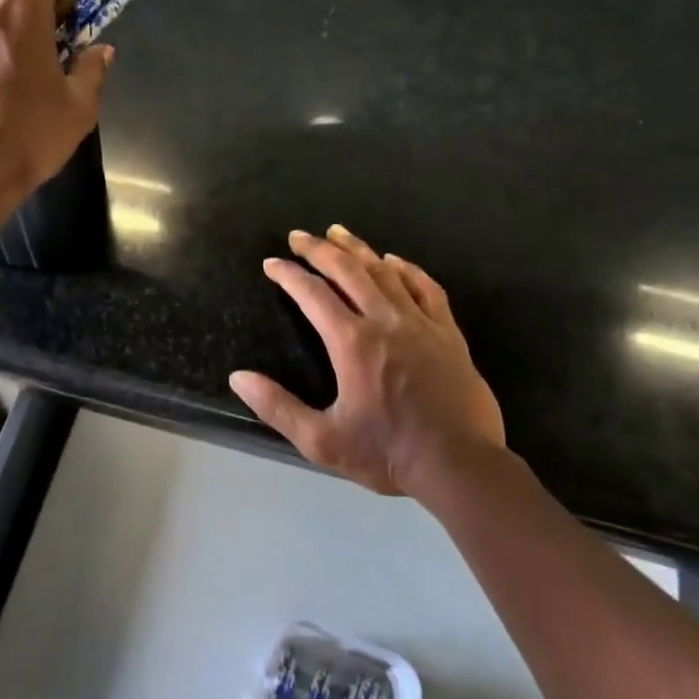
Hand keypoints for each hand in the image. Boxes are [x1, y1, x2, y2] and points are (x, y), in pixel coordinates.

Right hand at [230, 226, 505, 497]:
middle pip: (348, 271)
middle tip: (299, 236)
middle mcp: (385, 322)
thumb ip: (277, 407)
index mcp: (352, 343)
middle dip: (319, 250)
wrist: (459, 465)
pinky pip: (426, 288)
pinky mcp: (448, 333)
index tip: (272, 263)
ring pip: (385, 272)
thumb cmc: (386, 454)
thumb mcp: (321, 440)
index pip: (313, 295)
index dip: (289, 275)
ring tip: (338, 233)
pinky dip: (407, 269)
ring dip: (358, 250)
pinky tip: (394, 260)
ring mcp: (421, 324)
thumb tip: (238, 377)